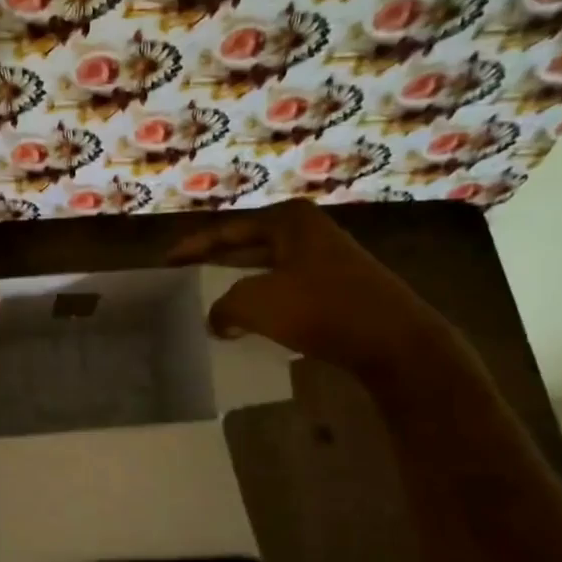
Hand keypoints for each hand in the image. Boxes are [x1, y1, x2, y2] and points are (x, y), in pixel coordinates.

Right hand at [165, 200, 458, 377]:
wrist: (395, 342)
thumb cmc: (321, 309)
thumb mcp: (255, 302)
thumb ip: (223, 306)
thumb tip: (218, 319)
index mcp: (288, 220)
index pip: (227, 230)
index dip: (192, 247)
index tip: (166, 263)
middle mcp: (308, 232)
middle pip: (248, 246)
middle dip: (215, 264)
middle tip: (185, 280)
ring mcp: (328, 259)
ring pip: (268, 270)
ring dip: (239, 287)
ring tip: (209, 303)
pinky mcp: (339, 288)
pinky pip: (288, 289)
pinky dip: (264, 302)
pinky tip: (249, 322)